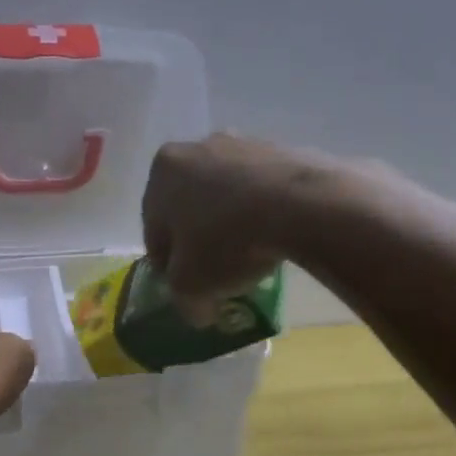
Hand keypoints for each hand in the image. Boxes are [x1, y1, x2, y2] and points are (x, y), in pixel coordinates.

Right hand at [141, 134, 328, 321]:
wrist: (301, 206)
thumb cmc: (226, 241)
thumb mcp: (190, 286)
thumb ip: (183, 300)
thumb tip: (198, 311)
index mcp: (163, 171)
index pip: (154, 229)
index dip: (168, 264)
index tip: (186, 287)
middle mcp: (197, 147)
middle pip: (190, 205)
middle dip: (200, 237)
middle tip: (217, 272)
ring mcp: (242, 143)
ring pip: (226, 195)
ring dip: (232, 222)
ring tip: (252, 257)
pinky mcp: (282, 150)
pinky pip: (262, 190)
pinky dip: (263, 212)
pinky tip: (276, 237)